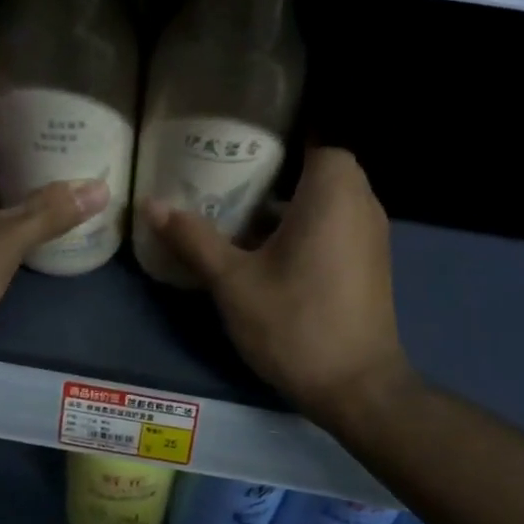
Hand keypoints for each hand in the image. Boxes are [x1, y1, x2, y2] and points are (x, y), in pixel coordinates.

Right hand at [140, 148, 414, 427]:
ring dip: (291, 204)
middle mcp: (362, 202)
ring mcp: (373, 234)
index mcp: (334, 192)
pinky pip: (337, 225)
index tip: (237, 148)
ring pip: (329, 199)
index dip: (276, 138)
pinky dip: (308, 227)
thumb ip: (194, 239)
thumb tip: (150, 204)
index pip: (313, 136)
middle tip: (228, 182)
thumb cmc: (294, 324)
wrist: (356, 387)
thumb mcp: (233, 282)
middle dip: (277, 172)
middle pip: (318, 167)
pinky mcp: (372, 263)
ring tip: (240, 215)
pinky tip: (269, 252)